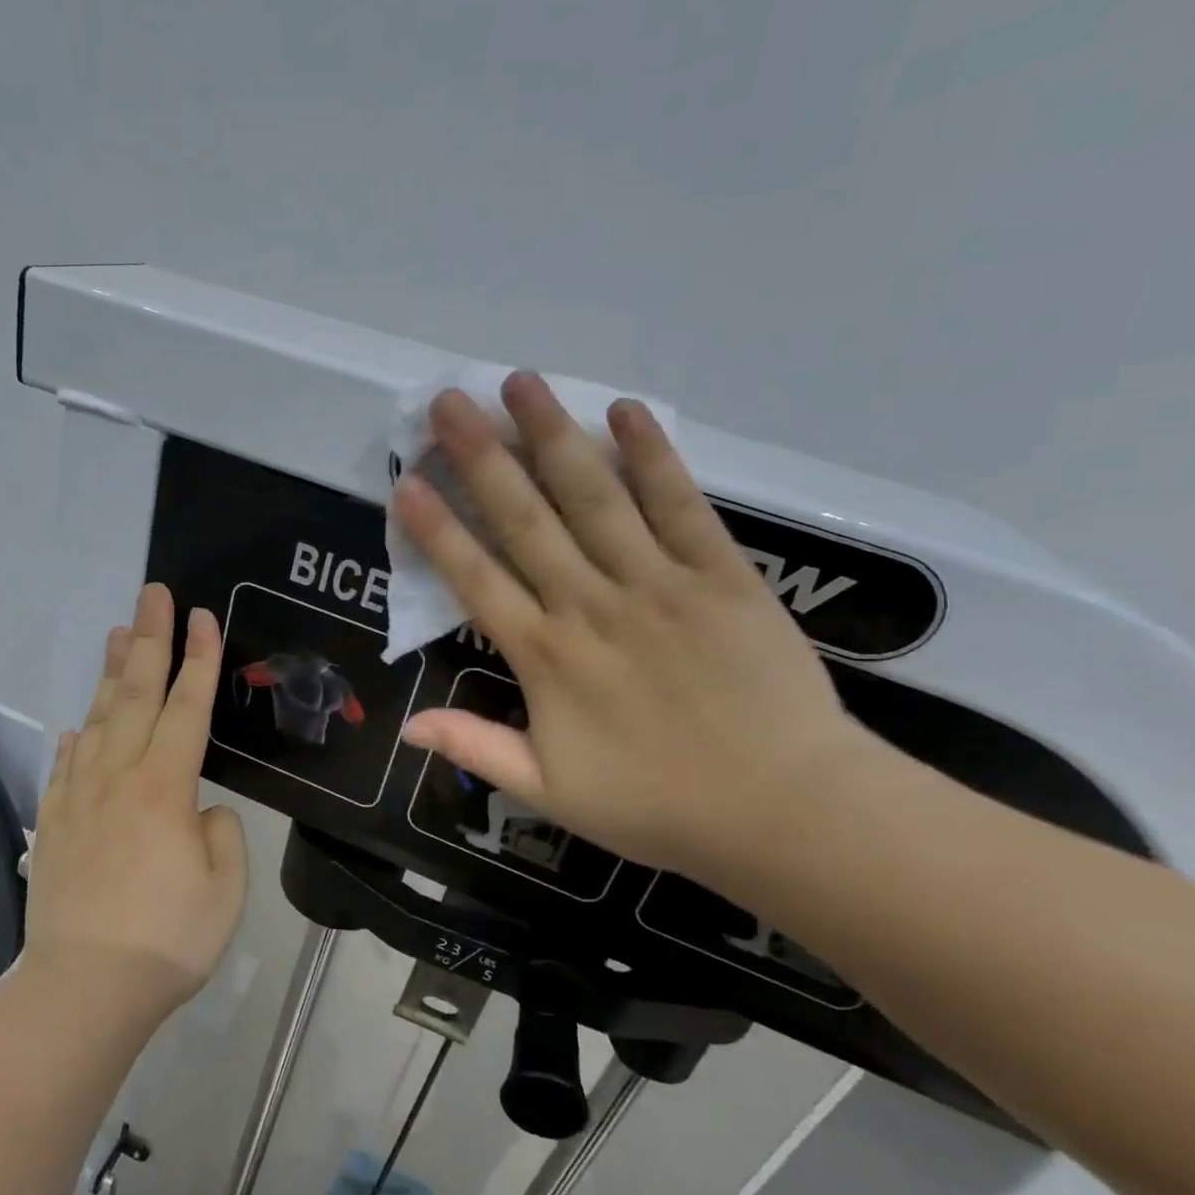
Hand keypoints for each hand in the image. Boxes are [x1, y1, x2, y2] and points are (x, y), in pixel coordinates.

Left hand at [24, 584, 247, 1022]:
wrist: (82, 992)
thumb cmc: (167, 940)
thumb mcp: (225, 888)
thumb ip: (220, 834)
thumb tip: (200, 812)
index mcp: (165, 787)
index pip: (187, 706)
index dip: (199, 658)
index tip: (201, 615)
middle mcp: (119, 777)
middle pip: (136, 695)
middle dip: (150, 640)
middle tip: (152, 594)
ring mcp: (79, 799)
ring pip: (97, 720)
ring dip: (109, 674)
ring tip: (116, 635)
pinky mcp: (53, 826)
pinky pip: (64, 768)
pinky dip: (73, 739)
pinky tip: (75, 726)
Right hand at [392, 373, 881, 880]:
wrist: (787, 810)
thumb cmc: (659, 804)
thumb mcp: (551, 793)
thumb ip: (477, 748)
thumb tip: (407, 724)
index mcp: (547, 659)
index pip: (477, 580)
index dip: (438, 531)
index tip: (406, 484)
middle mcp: (592, 606)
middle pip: (526, 520)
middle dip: (481, 458)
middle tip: (449, 402)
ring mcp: (658, 584)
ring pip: (595, 497)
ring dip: (553, 436)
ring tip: (519, 383)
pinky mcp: (721, 575)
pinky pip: (681, 505)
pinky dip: (653, 456)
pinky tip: (626, 411)